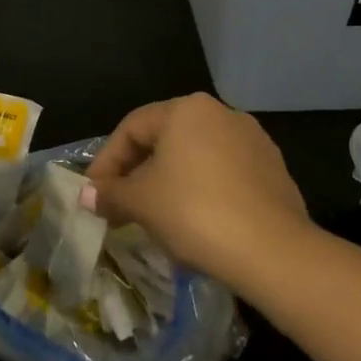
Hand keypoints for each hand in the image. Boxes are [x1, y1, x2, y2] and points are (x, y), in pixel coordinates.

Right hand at [84, 93, 308, 281]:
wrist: (274, 251)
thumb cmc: (195, 212)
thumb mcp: (142, 203)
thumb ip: (111, 194)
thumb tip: (85, 195)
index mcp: (186, 109)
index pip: (132, 128)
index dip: (107, 161)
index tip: (94, 194)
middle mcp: (221, 113)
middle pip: (165, 140)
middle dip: (138, 174)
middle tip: (120, 208)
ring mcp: (252, 140)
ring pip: (196, 159)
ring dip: (170, 185)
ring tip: (156, 220)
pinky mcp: (273, 170)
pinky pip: (224, 176)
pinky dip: (203, 194)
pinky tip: (196, 226)